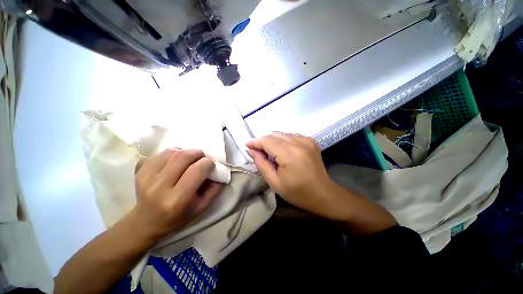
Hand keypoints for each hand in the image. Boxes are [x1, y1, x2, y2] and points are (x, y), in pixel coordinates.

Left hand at [133, 148, 222, 238]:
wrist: (146, 221)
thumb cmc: (177, 217)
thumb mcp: (201, 207)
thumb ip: (214, 189)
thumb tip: (221, 171)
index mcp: (177, 200)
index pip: (197, 170)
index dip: (208, 163)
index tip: (211, 164)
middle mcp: (159, 187)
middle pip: (183, 157)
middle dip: (198, 153)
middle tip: (202, 158)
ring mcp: (146, 177)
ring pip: (172, 152)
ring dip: (186, 151)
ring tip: (189, 159)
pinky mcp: (140, 171)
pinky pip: (161, 153)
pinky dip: (173, 153)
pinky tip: (176, 161)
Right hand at [246, 132, 396, 233]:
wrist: (323, 194)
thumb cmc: (297, 192)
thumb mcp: (275, 182)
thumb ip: (261, 164)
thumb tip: (251, 150)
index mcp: (290, 154)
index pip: (267, 141)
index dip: (255, 142)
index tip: (247, 145)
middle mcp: (299, 142)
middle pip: (274, 134)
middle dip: (262, 141)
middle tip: (256, 150)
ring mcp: (306, 140)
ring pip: (282, 134)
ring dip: (272, 140)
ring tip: (268, 151)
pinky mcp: (310, 140)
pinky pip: (290, 136)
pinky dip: (282, 140)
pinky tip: (281, 150)